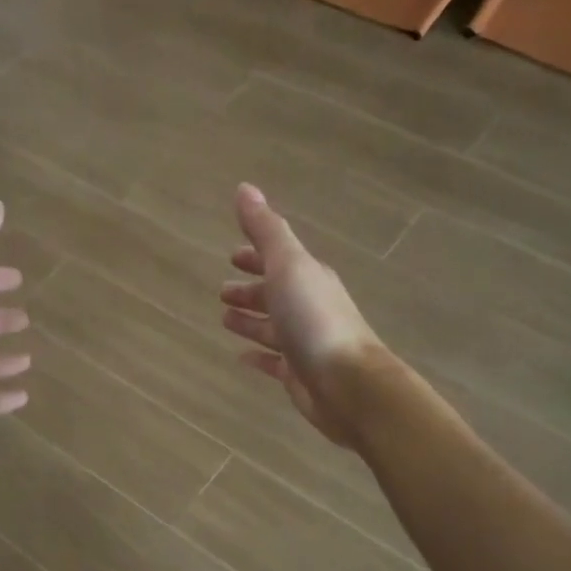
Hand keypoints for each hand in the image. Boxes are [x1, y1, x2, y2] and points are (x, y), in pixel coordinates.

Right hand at [220, 183, 382, 447]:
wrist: (348, 383)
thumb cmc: (315, 319)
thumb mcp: (288, 265)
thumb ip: (266, 230)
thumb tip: (244, 188)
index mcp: (308, 278)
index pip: (279, 260)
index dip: (256, 256)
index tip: (232, 256)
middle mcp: (309, 307)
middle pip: (275, 294)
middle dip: (251, 290)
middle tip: (222, 291)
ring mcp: (304, 343)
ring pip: (272, 328)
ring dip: (251, 321)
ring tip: (224, 319)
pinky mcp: (299, 375)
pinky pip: (273, 362)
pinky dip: (258, 356)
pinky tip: (241, 357)